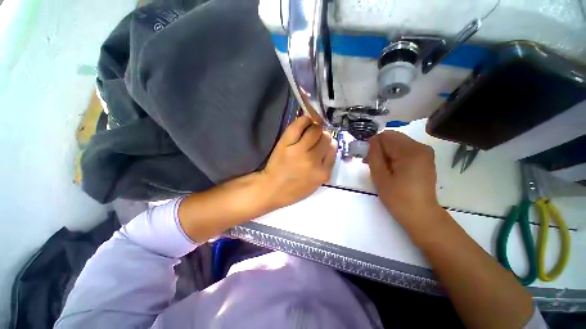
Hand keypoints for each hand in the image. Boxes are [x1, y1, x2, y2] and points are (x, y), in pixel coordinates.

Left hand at [259, 116, 336, 209]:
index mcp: (322, 172)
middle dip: (323, 136)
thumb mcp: (316, 183)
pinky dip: (305, 120)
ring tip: (309, 131)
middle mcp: (313, 160)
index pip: (333, 148)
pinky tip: (305, 123)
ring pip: (315, 129)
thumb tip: (331, 144)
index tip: (324, 144)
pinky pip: (300, 124)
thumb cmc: (295, 189)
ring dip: (315, 128)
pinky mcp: (286, 143)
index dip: (329, 144)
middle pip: (326, 137)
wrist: (272, 188)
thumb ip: (326, 165)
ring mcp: (299, 150)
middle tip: (315, 139)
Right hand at [367, 131, 441, 228]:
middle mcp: (421, 147)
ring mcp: (425, 152)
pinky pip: (405, 150)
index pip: (386, 136)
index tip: (369, 159)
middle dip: (381, 148)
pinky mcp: (425, 159)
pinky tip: (392, 169)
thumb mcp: (380, 176)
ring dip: (387, 153)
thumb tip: (372, 140)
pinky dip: (395, 156)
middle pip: (393, 138)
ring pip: (398, 143)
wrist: (420, 215)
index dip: (374, 145)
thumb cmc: (398, 197)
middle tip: (374, 164)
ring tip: (383, 169)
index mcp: (410, 151)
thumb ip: (374, 155)